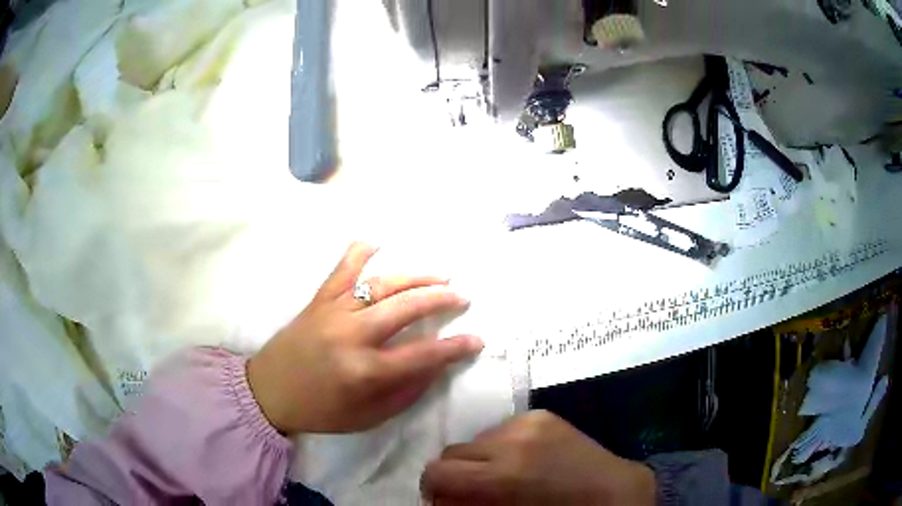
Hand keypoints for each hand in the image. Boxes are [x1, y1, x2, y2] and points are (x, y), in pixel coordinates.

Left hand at [247, 242, 482, 433]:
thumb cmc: (321, 411)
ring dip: (415, 277)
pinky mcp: (318, 300)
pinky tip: (378, 242)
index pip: (422, 356)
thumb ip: (406, 392)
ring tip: (440, 276)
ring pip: (381, 284)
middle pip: (406, 308)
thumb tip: (435, 365)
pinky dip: (360, 252)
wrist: (269, 392)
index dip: (455, 348)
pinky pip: (341, 269)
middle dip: (441, 299)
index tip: (477, 340)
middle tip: (462, 296)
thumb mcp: (369, 416)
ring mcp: (332, 312)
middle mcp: (351, 336)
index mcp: (365, 372)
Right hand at [421, 410, 655, 505]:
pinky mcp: (542, 414)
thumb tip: (441, 501)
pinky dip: (502, 447)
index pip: (438, 472)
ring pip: (477, 439)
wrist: (612, 492)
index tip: (444, 500)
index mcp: (504, 474)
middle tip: (473, 491)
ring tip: (504, 475)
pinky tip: (524, 460)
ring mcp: (529, 421)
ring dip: (481, 459)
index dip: (433, 489)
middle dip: (456, 474)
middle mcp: (512, 439)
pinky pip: (502, 429)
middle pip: (452, 452)